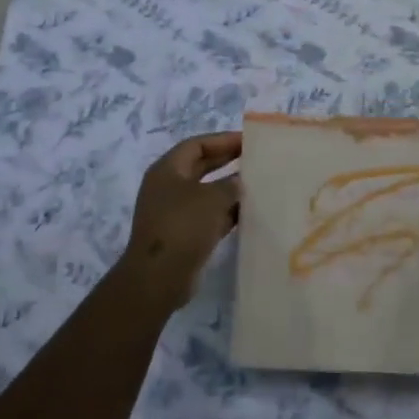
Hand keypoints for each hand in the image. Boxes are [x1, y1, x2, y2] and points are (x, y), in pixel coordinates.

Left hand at [118, 132, 241, 311]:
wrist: (158, 278)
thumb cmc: (182, 226)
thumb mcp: (211, 199)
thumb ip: (230, 185)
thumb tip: (240, 182)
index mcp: (167, 170)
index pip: (197, 145)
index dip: (222, 140)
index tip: (248, 140)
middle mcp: (169, 187)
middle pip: (201, 166)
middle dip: (228, 161)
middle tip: (256, 158)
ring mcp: (175, 212)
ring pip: (207, 193)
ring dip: (230, 189)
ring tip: (259, 184)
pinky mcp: (184, 235)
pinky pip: (209, 216)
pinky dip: (227, 213)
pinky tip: (250, 213)